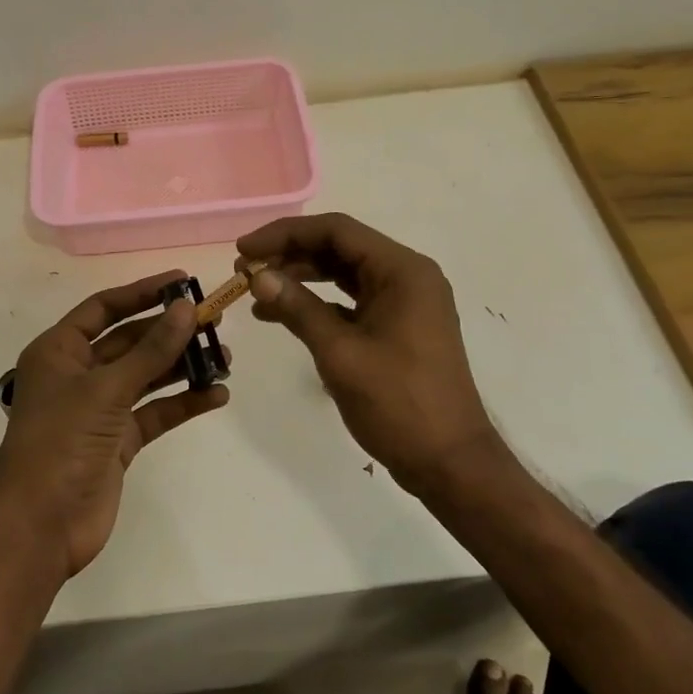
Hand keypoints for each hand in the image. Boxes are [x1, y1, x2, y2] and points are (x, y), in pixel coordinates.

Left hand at [0, 272, 228, 578]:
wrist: (40, 526)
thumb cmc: (61, 442)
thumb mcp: (106, 390)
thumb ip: (150, 350)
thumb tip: (185, 308)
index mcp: (59, 351)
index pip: (104, 308)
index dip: (143, 292)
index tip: (184, 281)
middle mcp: (78, 374)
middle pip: (130, 341)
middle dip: (170, 331)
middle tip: (214, 320)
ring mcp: (99, 409)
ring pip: (147, 376)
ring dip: (182, 366)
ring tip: (225, 356)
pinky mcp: (118, 441)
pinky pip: (155, 412)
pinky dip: (183, 403)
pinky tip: (216, 395)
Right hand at [236, 213, 496, 492]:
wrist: (448, 462)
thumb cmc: (398, 403)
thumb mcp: (340, 353)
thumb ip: (298, 308)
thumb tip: (257, 276)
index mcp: (403, 271)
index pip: (337, 231)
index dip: (285, 234)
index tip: (244, 250)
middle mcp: (407, 277)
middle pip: (340, 249)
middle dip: (290, 255)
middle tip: (244, 270)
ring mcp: (405, 303)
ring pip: (344, 275)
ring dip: (301, 279)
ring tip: (255, 291)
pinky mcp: (398, 327)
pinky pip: (352, 302)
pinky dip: (318, 305)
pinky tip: (281, 315)